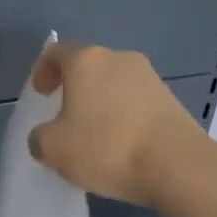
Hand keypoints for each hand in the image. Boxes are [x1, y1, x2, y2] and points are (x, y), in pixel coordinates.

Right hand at [28, 42, 209, 205]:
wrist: (176, 164)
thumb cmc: (106, 147)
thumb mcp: (54, 149)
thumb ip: (40, 138)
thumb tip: (46, 136)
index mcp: (86, 61)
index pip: (56, 52)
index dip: (43, 71)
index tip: (41, 94)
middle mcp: (119, 58)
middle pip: (88, 66)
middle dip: (73, 89)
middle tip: (64, 117)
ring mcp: (149, 77)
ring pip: (113, 84)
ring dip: (100, 103)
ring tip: (94, 136)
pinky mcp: (170, 99)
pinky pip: (135, 102)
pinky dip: (122, 116)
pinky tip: (121, 145)